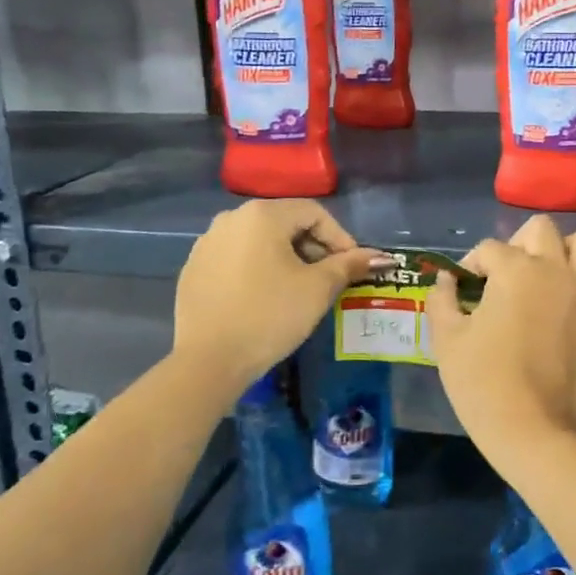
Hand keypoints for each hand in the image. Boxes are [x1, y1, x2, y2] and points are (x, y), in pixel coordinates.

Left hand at [171, 200, 379, 397]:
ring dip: (287, 258)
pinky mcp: (194, 268)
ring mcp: (207, 243)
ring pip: (260, 240)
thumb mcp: (317, 289)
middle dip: (313, 247)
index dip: (340, 237)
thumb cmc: (270, 315)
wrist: (207, 362)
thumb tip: (381, 257)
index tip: (353, 267)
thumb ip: (349, 265)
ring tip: (300, 289)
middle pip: (286, 223)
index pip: (314, 212)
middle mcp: (231, 218)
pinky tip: (266, 298)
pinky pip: (237, 258)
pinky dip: (258, 269)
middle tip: (330, 279)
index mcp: (262, 214)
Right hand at [425, 216, 575, 469]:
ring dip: (574, 251)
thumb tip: (446, 280)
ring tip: (554, 274)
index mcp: (515, 270)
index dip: (470, 267)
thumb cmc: (481, 382)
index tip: (463, 292)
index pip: (488, 249)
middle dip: (519, 245)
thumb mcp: (446, 339)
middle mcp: (556, 271)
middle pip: (541, 229)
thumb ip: (442, 300)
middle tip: (506, 278)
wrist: (530, 429)